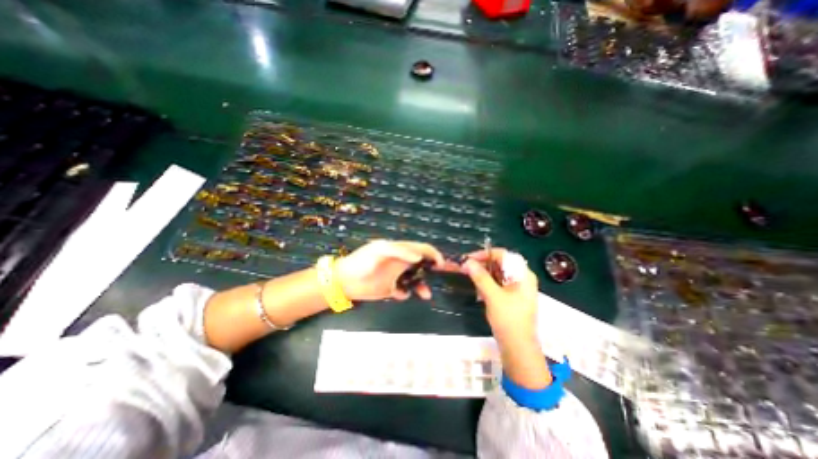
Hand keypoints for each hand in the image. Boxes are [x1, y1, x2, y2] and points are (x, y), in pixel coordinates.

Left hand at [334, 238, 444, 302]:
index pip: (420, 249)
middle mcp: (400, 262)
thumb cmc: (362, 262)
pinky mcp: (389, 288)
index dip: (432, 254)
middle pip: (421, 265)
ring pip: (415, 280)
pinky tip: (401, 294)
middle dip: (431, 271)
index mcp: (400, 250)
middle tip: (438, 279)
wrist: (344, 280)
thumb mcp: (380, 250)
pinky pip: (403, 291)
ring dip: (422, 286)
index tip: (440, 265)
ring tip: (425, 295)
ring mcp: (395, 276)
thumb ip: (400, 251)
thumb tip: (419, 257)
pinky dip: (406, 293)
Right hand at [462, 250, 540, 345]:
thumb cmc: (508, 320)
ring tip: (469, 275)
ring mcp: (517, 288)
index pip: (504, 255)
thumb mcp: (493, 296)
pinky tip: (477, 288)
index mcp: (523, 275)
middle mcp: (522, 278)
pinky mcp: (511, 296)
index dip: (485, 254)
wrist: (518, 348)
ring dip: (483, 273)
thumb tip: (467, 262)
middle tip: (466, 267)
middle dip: (482, 264)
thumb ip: (480, 277)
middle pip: (501, 263)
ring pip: (498, 273)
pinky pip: (497, 283)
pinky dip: (487, 283)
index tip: (469, 258)